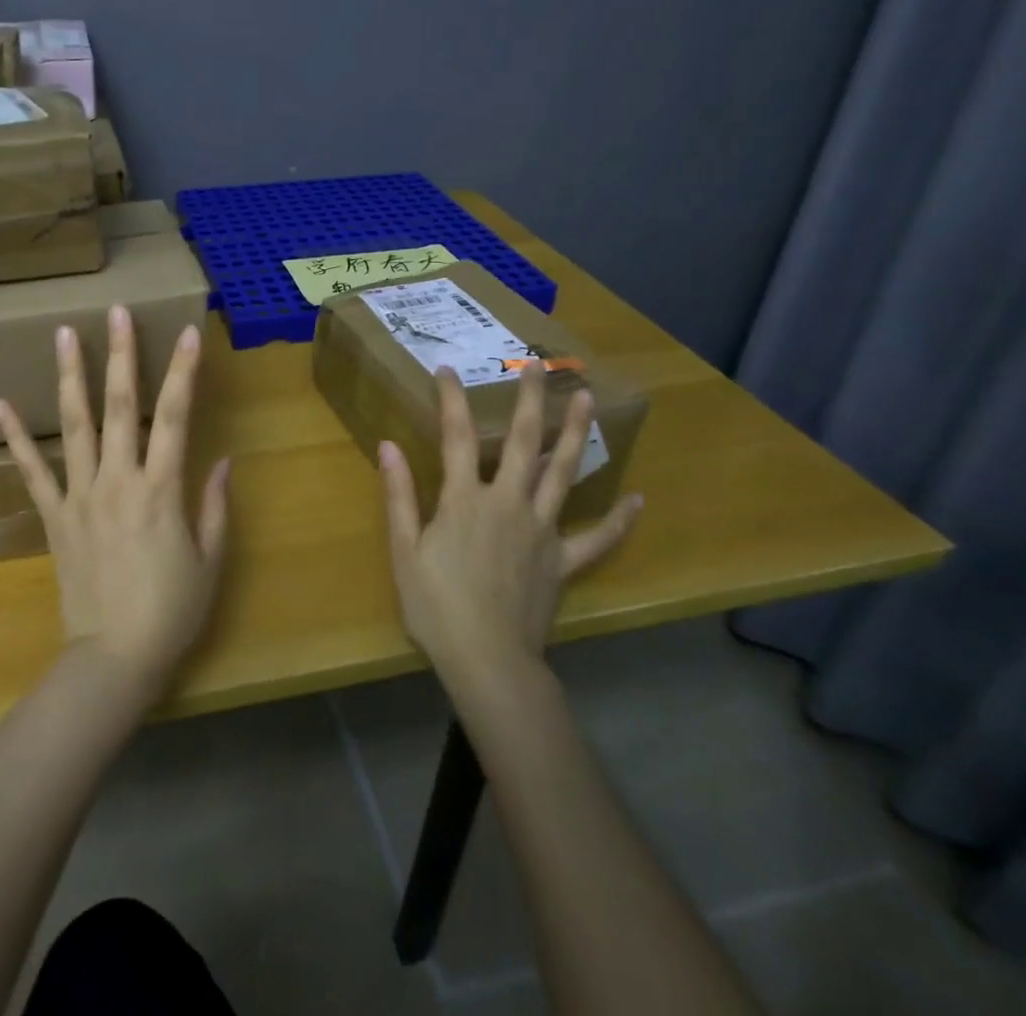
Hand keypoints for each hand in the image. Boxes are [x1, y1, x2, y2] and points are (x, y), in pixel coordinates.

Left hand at [0, 306, 230, 696]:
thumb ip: (215, 506)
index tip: (187, 333)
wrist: (113, 659)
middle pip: (120, 407)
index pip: (174, 417)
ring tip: (64, 334)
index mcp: (161, 490)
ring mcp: (80, 496)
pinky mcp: (54, 516)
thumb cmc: (171, 612)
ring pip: (75, 426)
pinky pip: (32, 471)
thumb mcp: (210, 561)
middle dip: (121, 355)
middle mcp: (118, 481)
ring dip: (71, 377)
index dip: (182, 372)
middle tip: (116, 311)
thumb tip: (223, 460)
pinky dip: (16, 437)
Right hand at [379, 361, 639, 689]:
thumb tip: (388, 445)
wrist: (488, 661)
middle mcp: (508, 503)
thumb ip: (399, 495)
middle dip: (529, 400)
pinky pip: (597, 539)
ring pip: (563, 473)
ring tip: (585, 399)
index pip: (457, 437)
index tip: (447, 370)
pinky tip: (637, 500)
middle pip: (523, 442)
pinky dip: (618, 520)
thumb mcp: (404, 550)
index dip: (452, 400)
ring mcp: (542, 530)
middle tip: (538, 364)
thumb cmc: (436, 605)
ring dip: (574, 434)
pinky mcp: (563, 561)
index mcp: (465, 500)